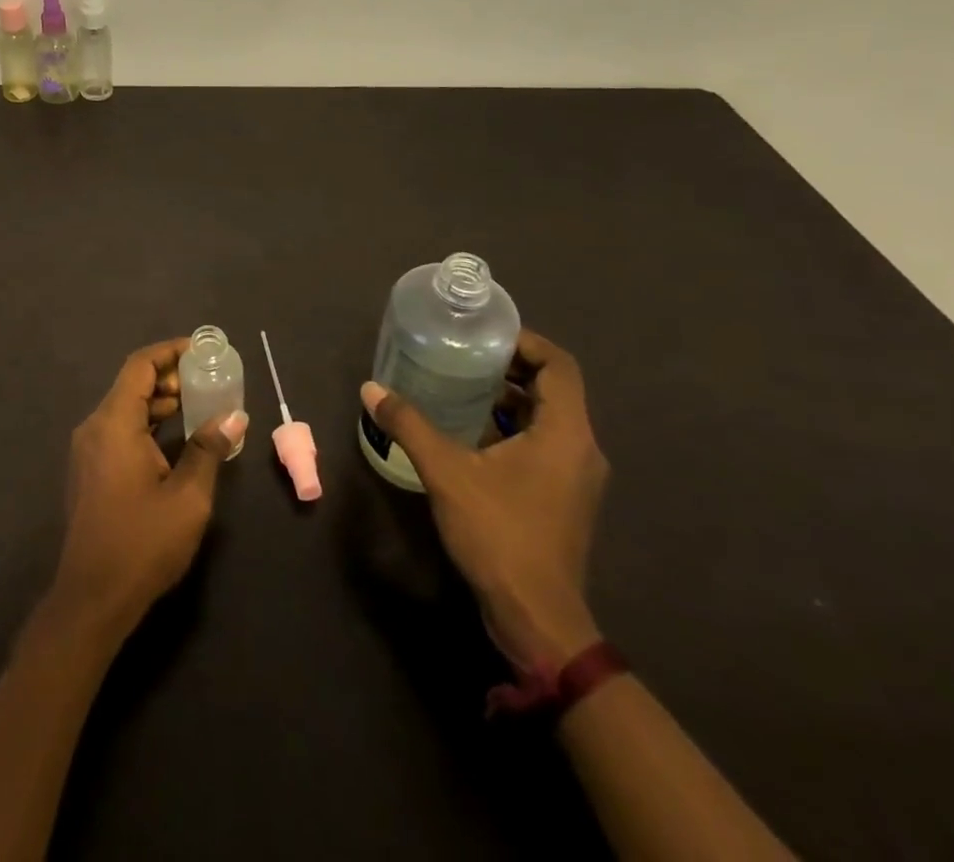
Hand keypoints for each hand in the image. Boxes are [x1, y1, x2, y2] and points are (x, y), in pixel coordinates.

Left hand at [48, 339, 248, 643]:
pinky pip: (118, 430)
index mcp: (114, 423)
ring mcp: (87, 450)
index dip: (169, 352)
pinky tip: (173, 439)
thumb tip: (234, 417)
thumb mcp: (188, 497)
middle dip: (168, 377)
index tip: (201, 350)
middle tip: (205, 381)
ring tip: (196, 406)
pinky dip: (145, 424)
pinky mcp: (89, 470)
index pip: (140, 366)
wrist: (92, 598)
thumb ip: (209, 450)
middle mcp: (94, 427)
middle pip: (131, 385)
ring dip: (158, 402)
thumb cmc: (142, 543)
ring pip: (124, 408)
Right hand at [361, 329, 608, 669]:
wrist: (537, 618)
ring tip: (461, 387)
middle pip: (554, 389)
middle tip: (463, 355)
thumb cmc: (500, 534)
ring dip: (509, 400)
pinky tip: (470, 434)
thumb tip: (371, 389)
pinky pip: (543, 445)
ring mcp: (576, 477)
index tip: (483, 335)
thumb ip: (410, 425)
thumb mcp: (447, 473)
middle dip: (510, 367)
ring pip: (548, 419)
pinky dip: (512, 429)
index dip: (524, 341)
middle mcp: (581, 449)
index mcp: (567, 433)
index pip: (559, 365)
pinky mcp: (564, 498)